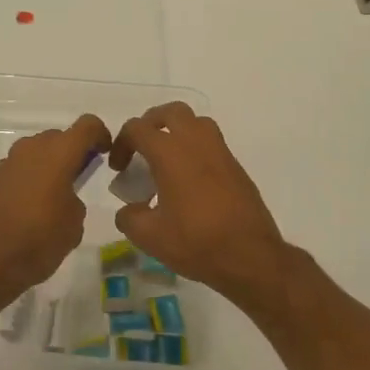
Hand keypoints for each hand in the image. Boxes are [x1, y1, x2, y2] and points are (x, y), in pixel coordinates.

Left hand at [0, 114, 110, 306]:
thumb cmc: (38, 242)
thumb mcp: (73, 225)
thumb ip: (74, 201)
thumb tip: (63, 198)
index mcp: (58, 154)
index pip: (87, 126)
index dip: (100, 135)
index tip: (105, 154)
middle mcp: (30, 150)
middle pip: (58, 138)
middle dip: (71, 153)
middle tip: (79, 179)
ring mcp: (6, 163)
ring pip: (35, 153)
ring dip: (47, 166)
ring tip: (52, 198)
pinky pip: (17, 170)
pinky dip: (27, 180)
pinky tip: (27, 209)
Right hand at [108, 103, 295, 307]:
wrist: (250, 256)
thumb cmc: (196, 242)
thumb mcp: (149, 236)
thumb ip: (129, 217)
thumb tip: (130, 209)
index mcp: (170, 153)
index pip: (137, 128)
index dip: (121, 144)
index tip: (119, 169)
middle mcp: (196, 142)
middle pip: (170, 112)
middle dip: (151, 124)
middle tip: (142, 148)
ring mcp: (220, 152)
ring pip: (196, 122)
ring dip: (177, 131)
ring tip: (167, 159)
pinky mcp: (236, 166)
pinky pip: (211, 142)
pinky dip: (195, 149)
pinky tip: (190, 180)